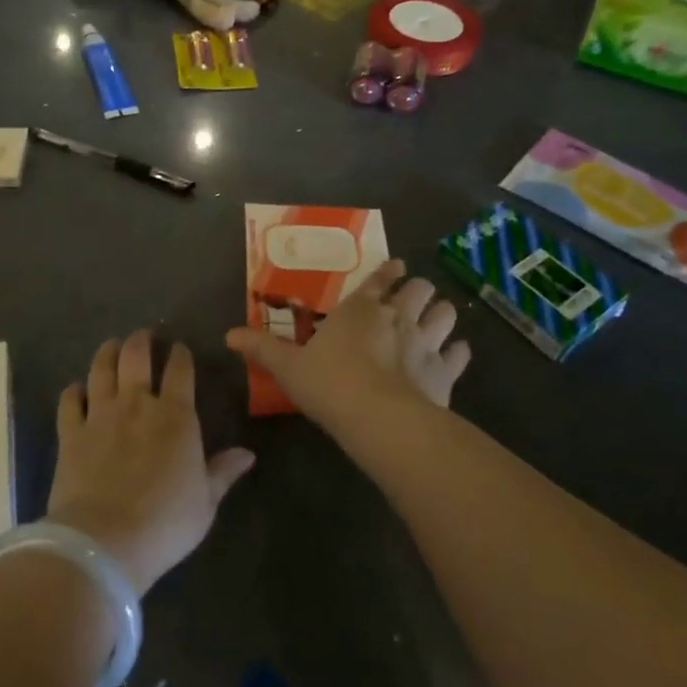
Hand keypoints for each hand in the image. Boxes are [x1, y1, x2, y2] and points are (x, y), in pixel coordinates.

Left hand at [45, 331, 255, 596]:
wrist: (104, 542)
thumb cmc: (165, 523)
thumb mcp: (205, 502)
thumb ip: (223, 472)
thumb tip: (248, 454)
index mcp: (175, 416)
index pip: (180, 370)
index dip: (180, 355)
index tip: (180, 349)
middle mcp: (137, 404)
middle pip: (136, 356)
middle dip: (141, 341)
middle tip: (143, 336)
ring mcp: (100, 415)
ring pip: (101, 369)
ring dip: (107, 353)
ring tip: (111, 345)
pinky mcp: (71, 433)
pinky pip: (69, 401)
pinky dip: (73, 391)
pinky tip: (76, 389)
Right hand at [225, 260, 469, 434]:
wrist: (378, 419)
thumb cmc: (329, 384)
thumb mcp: (288, 366)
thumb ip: (262, 348)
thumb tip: (227, 334)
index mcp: (359, 309)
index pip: (379, 279)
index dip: (389, 271)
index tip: (397, 267)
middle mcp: (396, 317)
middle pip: (419, 290)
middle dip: (419, 291)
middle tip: (414, 298)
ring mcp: (425, 342)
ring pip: (445, 314)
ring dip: (441, 315)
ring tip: (438, 319)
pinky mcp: (445, 371)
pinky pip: (459, 354)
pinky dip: (458, 352)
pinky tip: (456, 354)